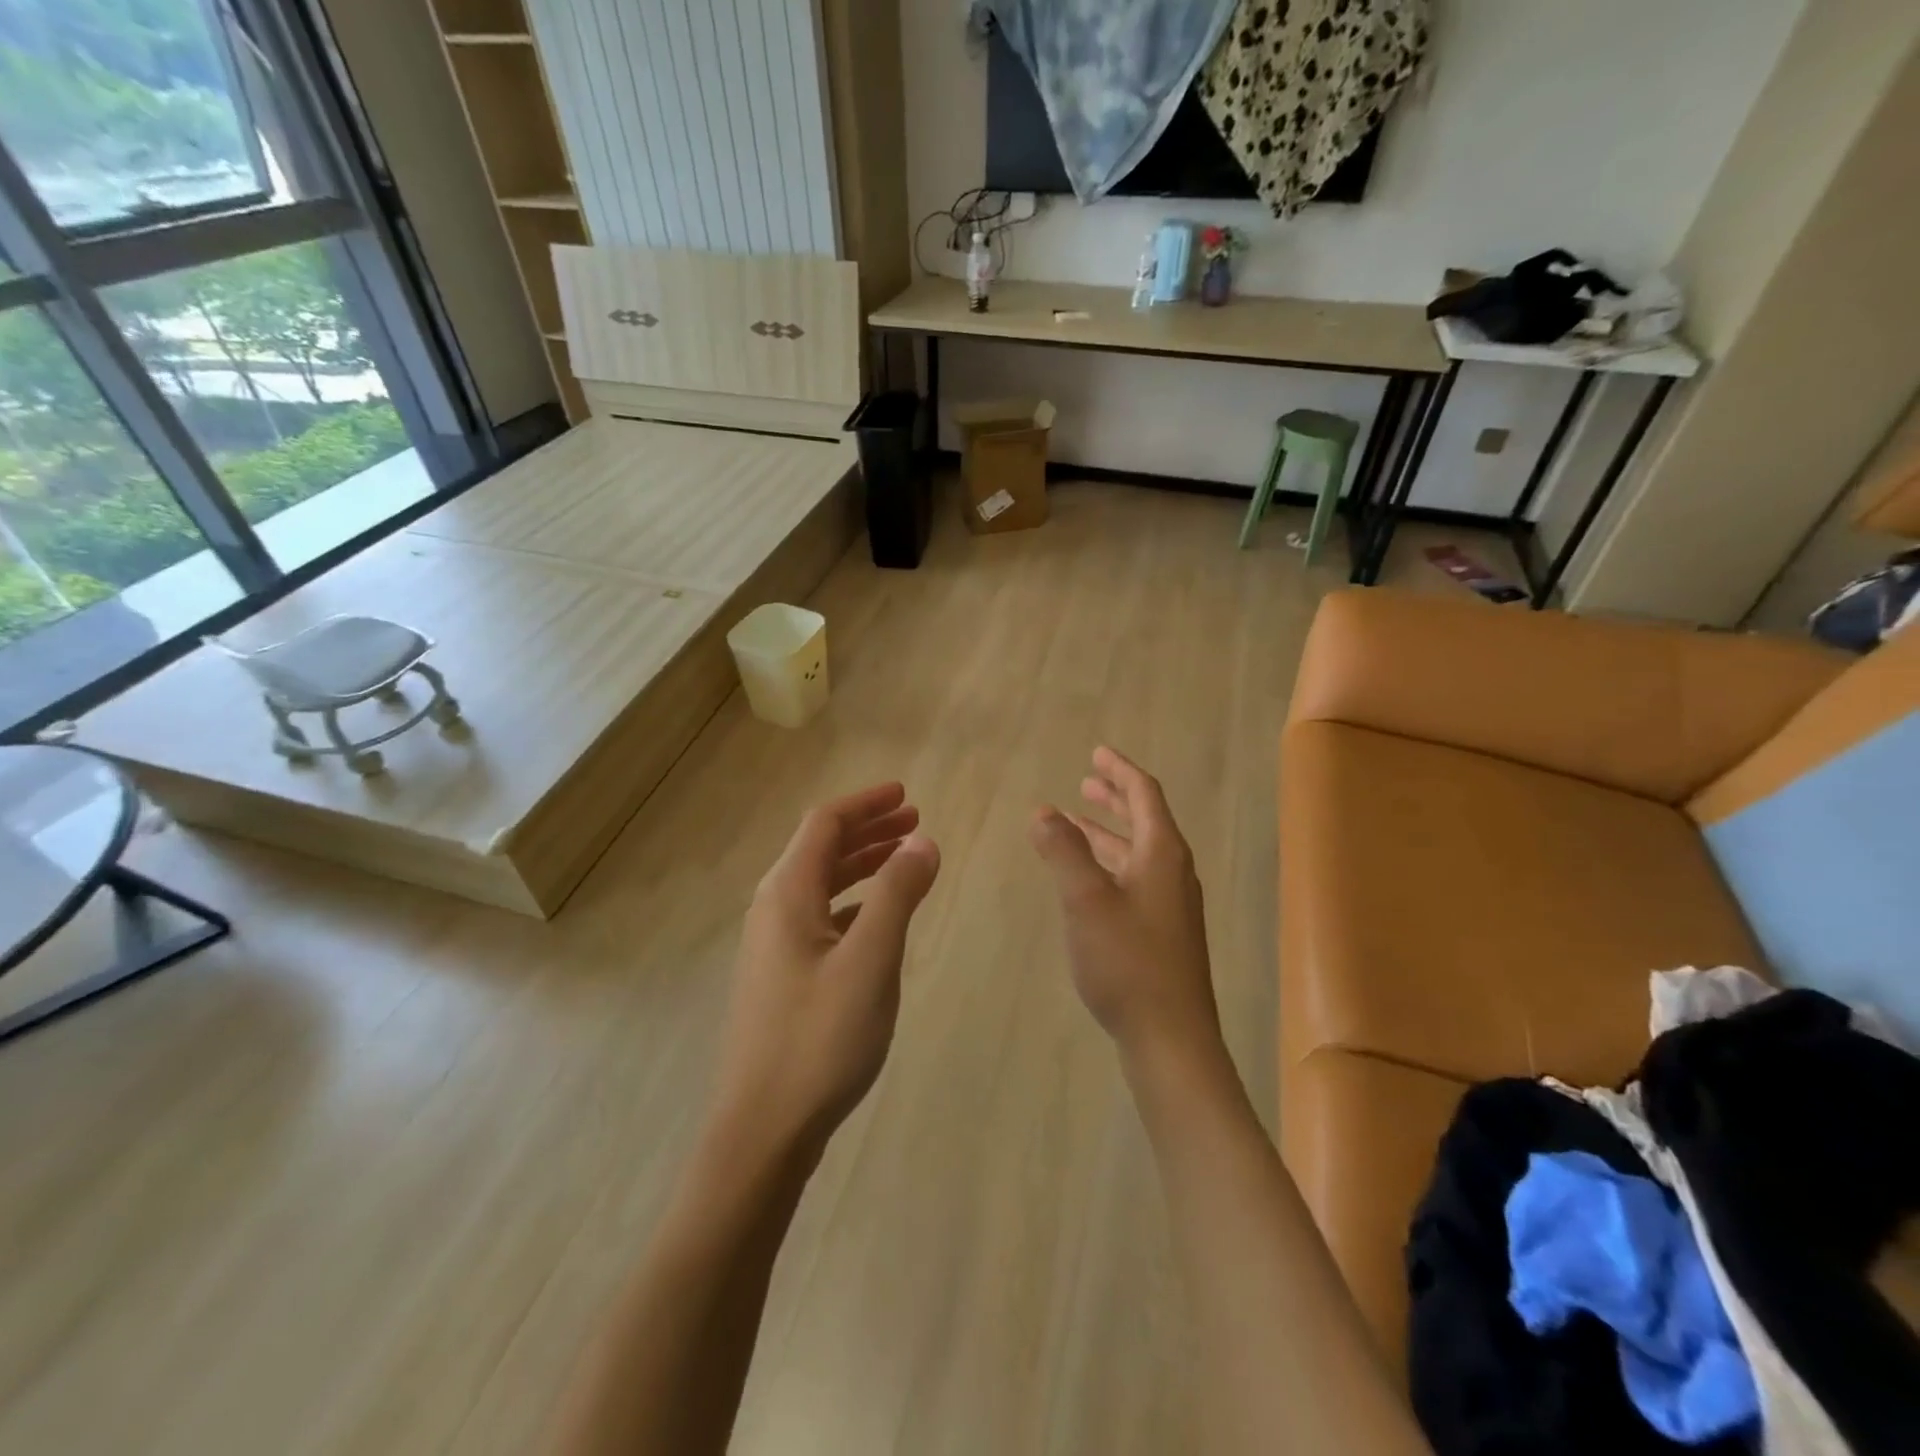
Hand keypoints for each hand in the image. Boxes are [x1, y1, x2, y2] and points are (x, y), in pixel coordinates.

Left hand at [714, 783, 940, 1152]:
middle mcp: (772, 909)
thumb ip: (897, 895)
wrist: (762, 1130)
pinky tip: (877, 918)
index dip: (866, 803)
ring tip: (904, 860)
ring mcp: (772, 945)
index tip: (907, 795)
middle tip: (914, 822)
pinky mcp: (780, 976)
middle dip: (868, 830)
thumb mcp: (870, 961)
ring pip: (820, 884)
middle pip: (820, 849)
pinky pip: (819, 917)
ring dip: (861, 864)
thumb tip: (923, 842)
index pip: (825, 824)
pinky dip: (852, 901)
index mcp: (786, 894)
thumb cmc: (819, 1039)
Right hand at [1029, 747, 1219, 1064]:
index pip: (1145, 794)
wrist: (1171, 1037)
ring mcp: (1171, 905)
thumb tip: (1044, 812)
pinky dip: (1109, 864)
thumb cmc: (1127, 960)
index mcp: (1162, 853)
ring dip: (1109, 833)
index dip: (1120, 770)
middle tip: (1087, 782)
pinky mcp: (1163, 932)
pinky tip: (1088, 880)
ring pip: (1138, 853)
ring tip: (1077, 824)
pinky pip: (1135, 879)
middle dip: (1115, 798)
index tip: (1097, 752)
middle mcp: (1173, 872)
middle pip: (1146, 820)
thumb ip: (1063, 851)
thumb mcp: (1086, 899)